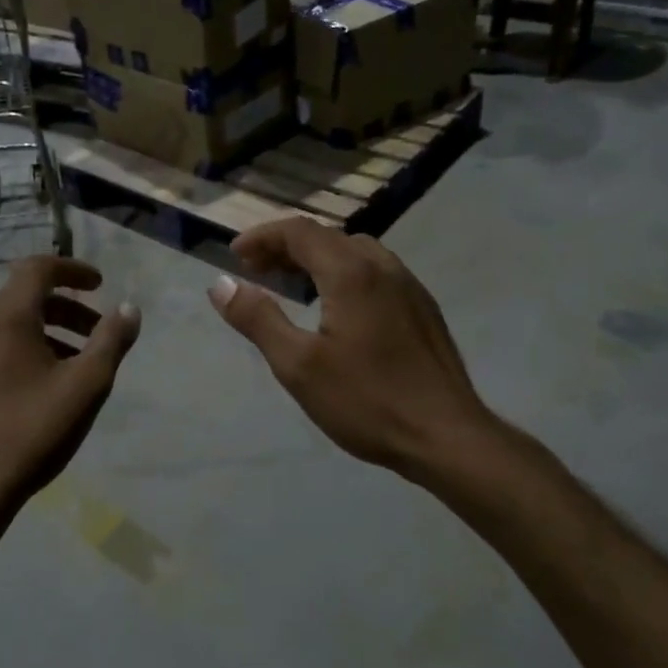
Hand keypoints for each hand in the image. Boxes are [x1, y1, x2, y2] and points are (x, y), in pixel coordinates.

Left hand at [0, 257, 140, 525]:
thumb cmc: (29, 435)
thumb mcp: (85, 388)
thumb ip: (111, 342)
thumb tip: (129, 309)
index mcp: (4, 318)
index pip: (38, 269)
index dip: (72, 270)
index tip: (98, 284)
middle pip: (20, 303)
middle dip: (62, 313)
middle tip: (92, 339)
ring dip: (34, 341)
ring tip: (60, 374)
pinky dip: (3, 363)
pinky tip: (16, 399)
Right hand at [207, 220, 490, 477]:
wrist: (446, 436)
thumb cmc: (367, 401)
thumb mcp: (298, 365)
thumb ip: (258, 319)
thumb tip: (221, 285)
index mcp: (352, 273)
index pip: (300, 231)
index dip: (262, 236)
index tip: (234, 256)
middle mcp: (384, 267)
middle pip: (328, 237)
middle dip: (286, 247)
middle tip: (256, 271)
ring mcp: (410, 287)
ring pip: (355, 253)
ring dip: (317, 259)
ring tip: (292, 286)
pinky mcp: (423, 310)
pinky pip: (376, 273)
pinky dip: (344, 274)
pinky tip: (337, 309)